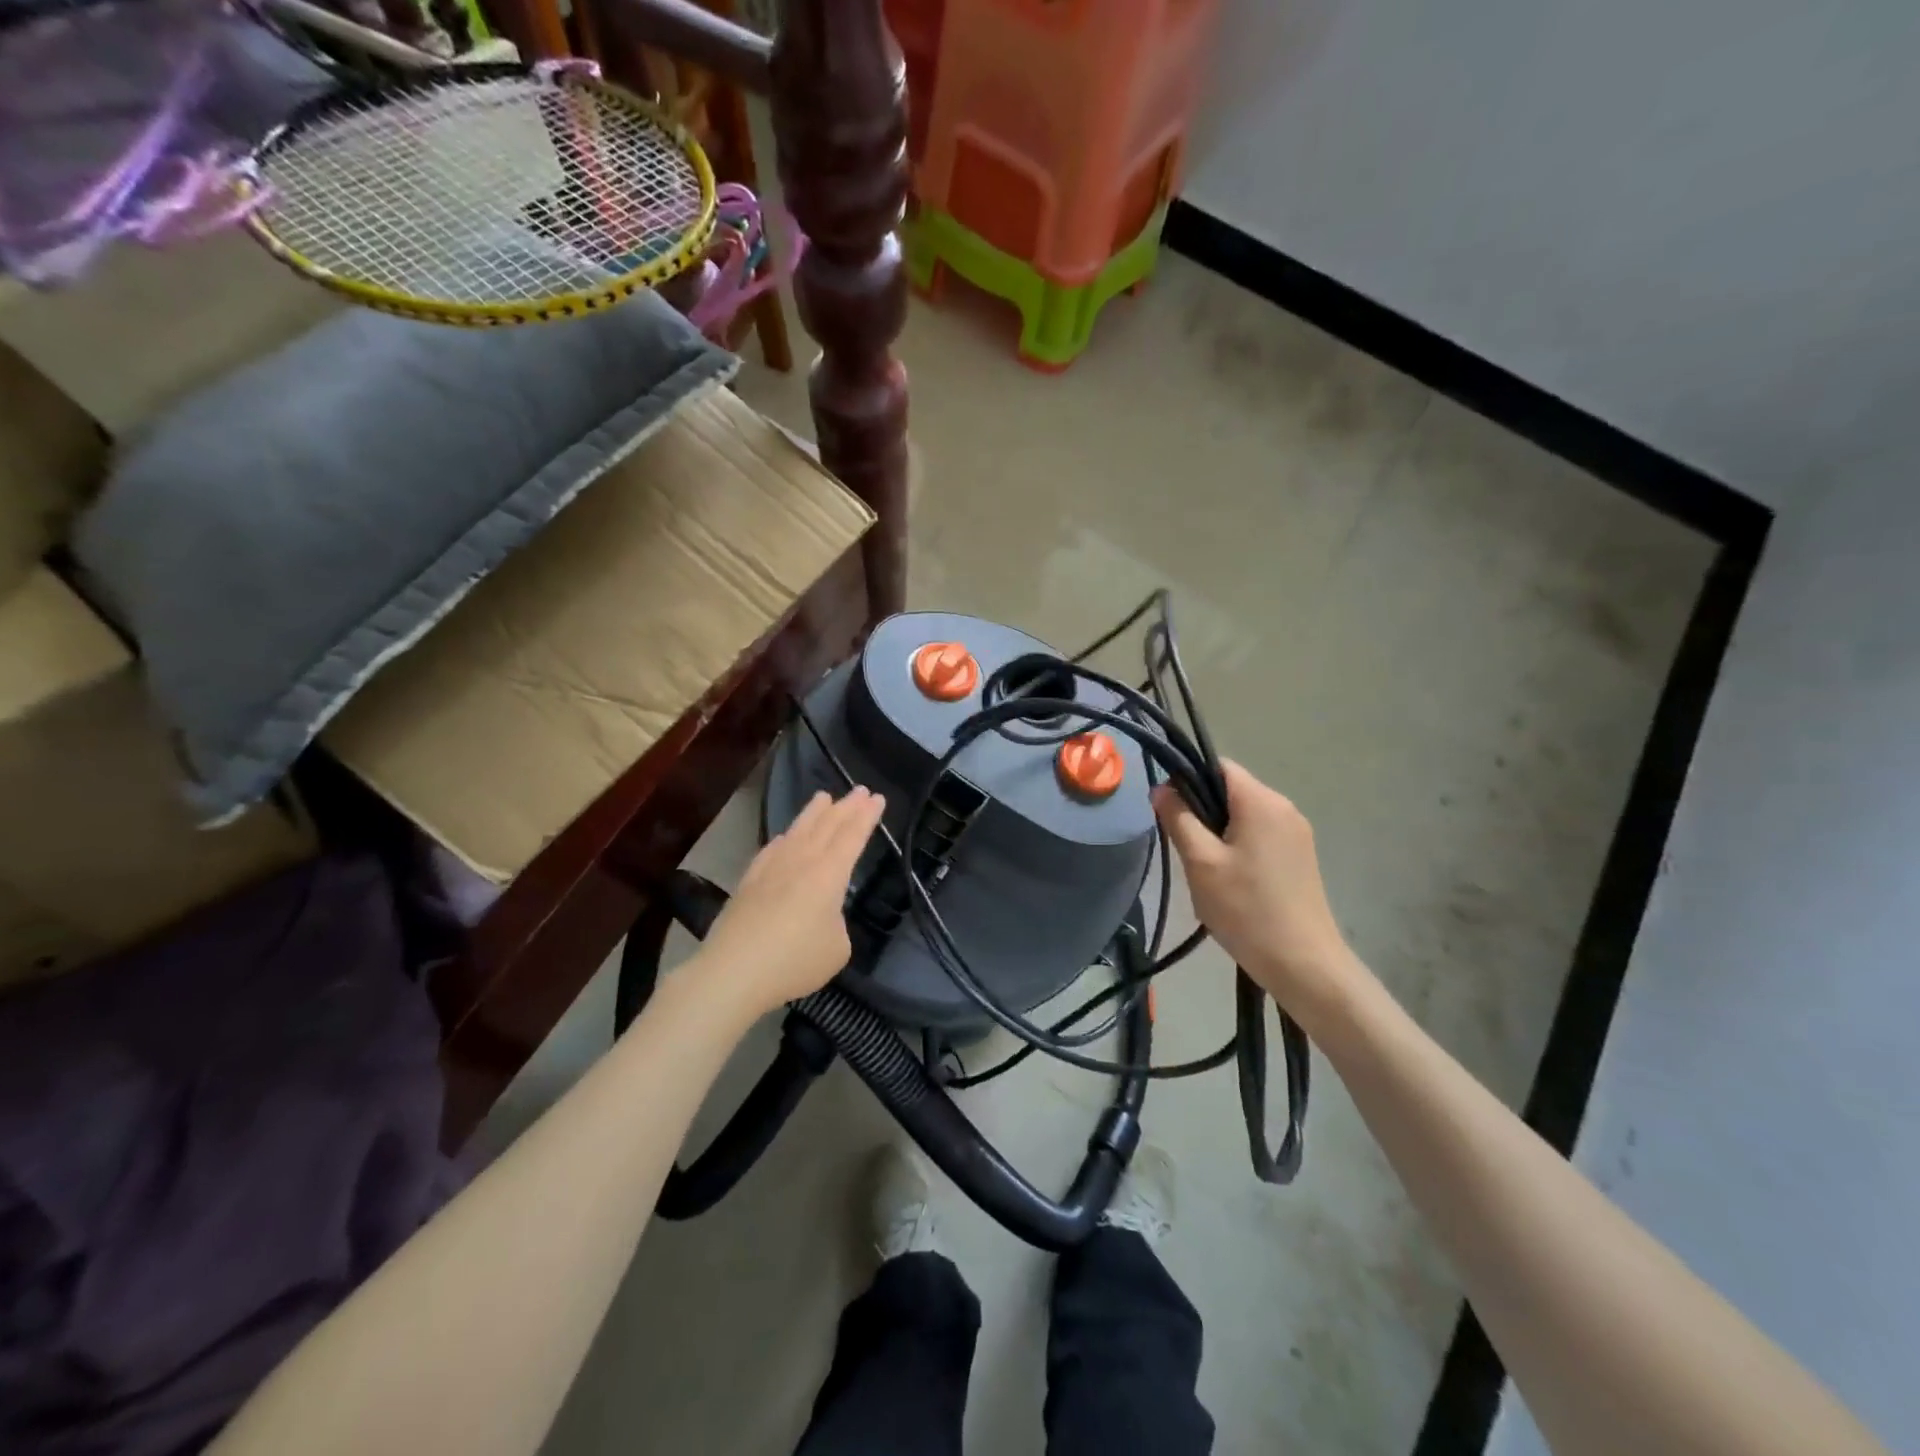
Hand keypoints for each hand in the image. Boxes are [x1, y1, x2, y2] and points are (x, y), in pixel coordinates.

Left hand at [696, 787, 886, 1015]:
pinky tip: (783, 837)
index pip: (853, 836)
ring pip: (798, 831)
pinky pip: (772, 849)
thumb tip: (821, 917)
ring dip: (813, 813)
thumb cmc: (794, 961)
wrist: (733, 971)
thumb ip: (836, 925)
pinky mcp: (748, 881)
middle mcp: (802, 861)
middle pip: (827, 826)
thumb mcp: (837, 949)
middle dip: (846, 807)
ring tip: (823, 797)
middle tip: (859, 790)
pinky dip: (784, 838)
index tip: (877, 798)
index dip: (867, 816)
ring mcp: (772, 868)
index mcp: (829, 874)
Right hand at [1153, 761, 1361, 1024]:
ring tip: (1204, 868)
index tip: (1168, 810)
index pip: (1218, 766)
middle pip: (1231, 789)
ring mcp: (1296, 832)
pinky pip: (1260, 833)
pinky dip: (1238, 845)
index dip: (1187, 778)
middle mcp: (1284, 807)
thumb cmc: (1246, 909)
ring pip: (1244, 814)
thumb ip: (1178, 818)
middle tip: (1183, 847)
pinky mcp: (1300, 855)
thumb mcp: (1201, 862)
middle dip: (1201, 809)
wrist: (1303, 964)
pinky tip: (1229, 880)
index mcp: (1261, 801)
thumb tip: (1161, 788)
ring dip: (1218, 830)